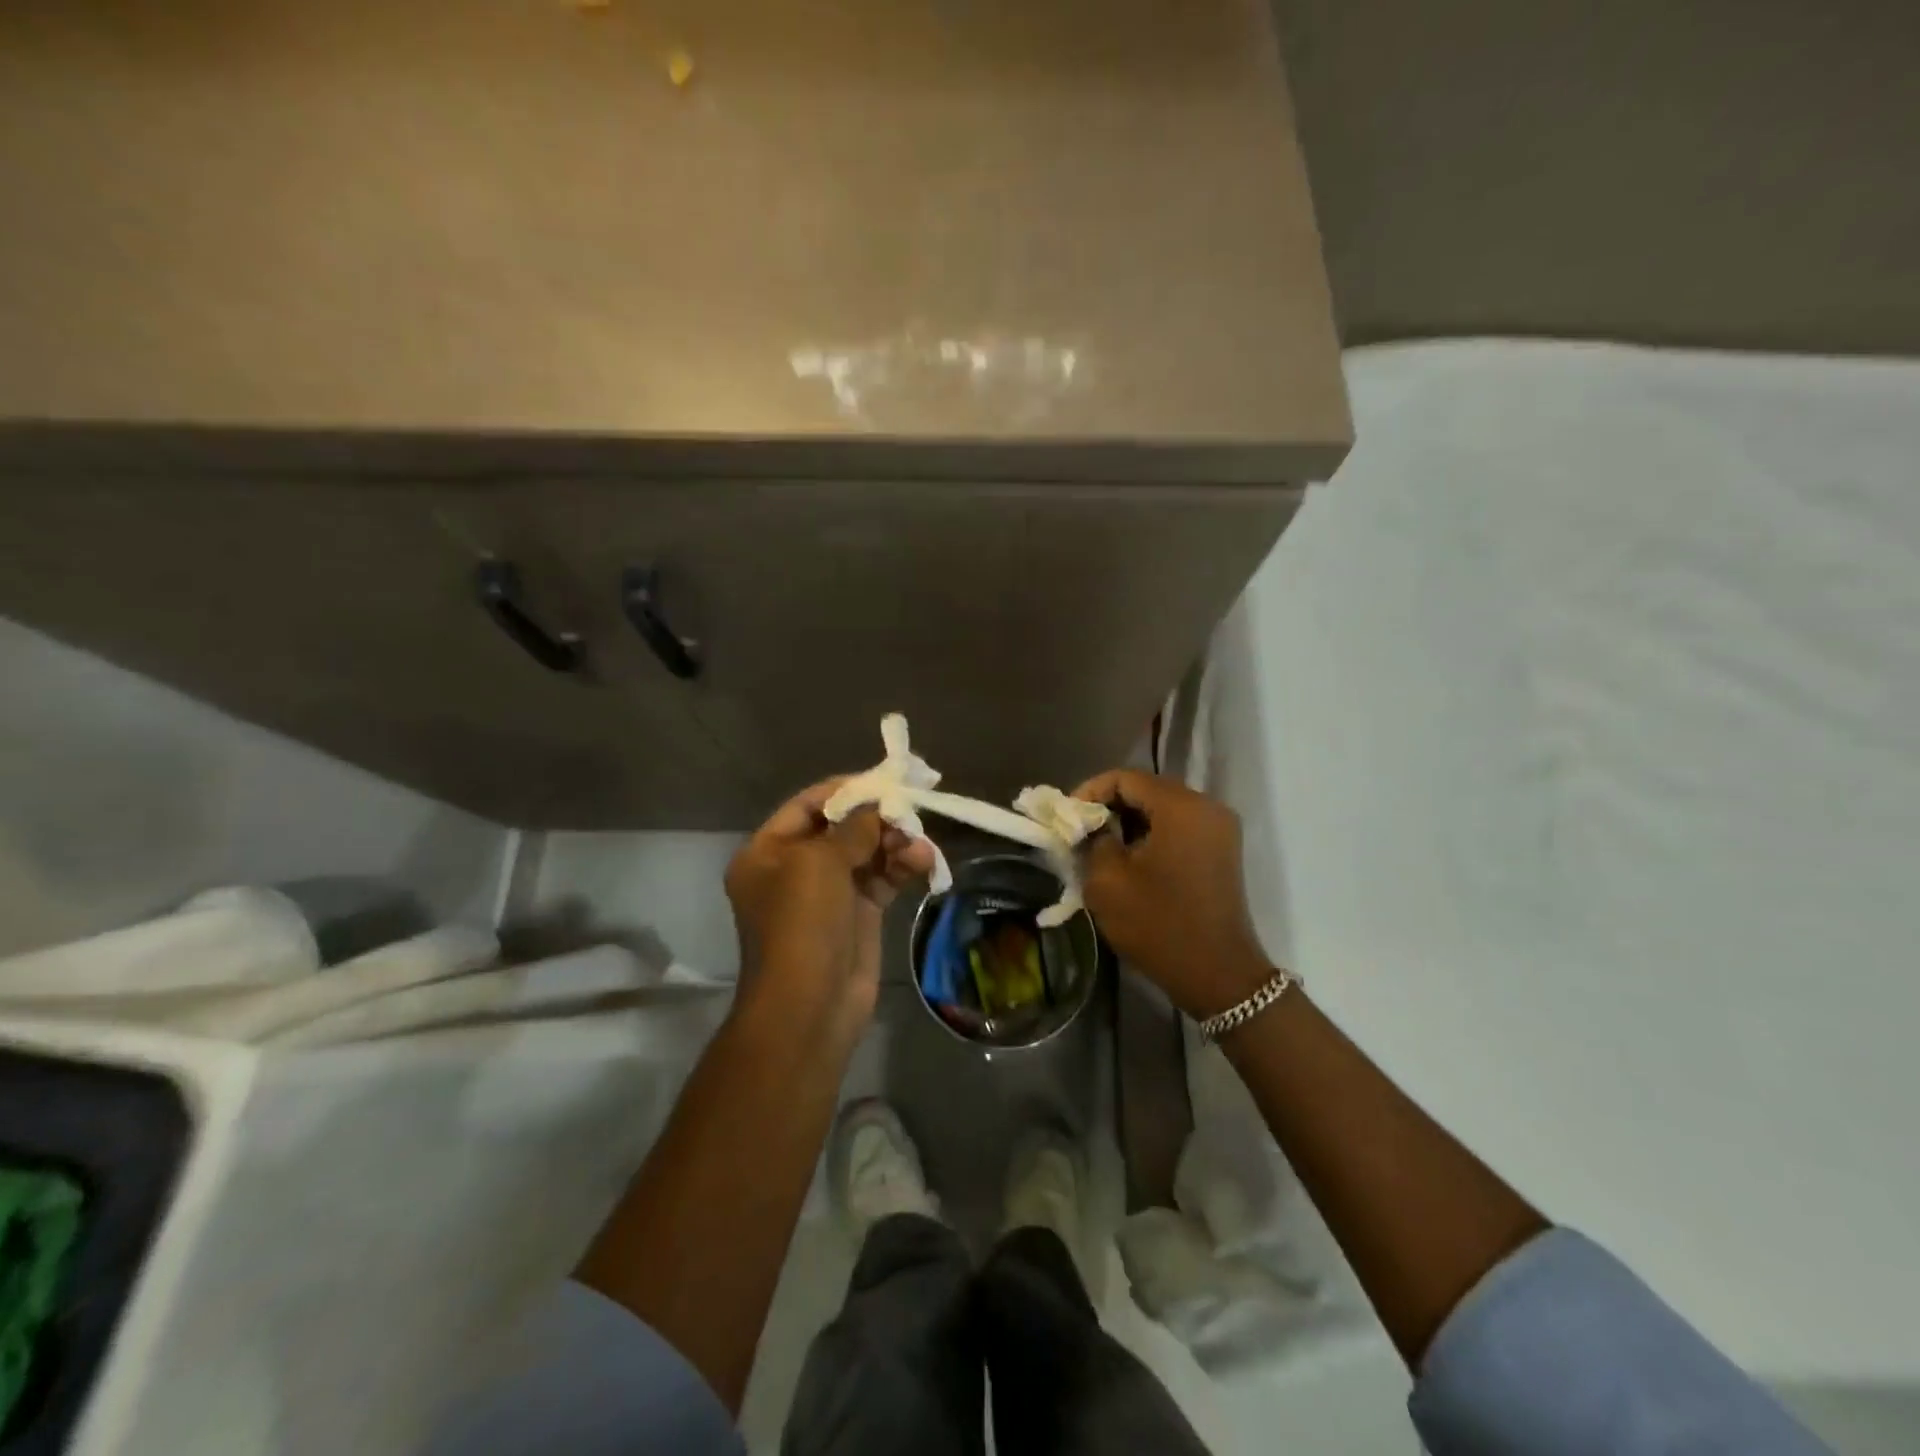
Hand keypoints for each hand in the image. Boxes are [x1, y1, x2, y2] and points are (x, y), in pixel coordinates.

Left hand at [725, 778, 935, 1032]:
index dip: (844, 789)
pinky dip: (902, 867)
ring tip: (920, 845)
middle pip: (841, 827)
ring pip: (867, 852)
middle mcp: (794, 868)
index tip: (883, 780)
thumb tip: (878, 805)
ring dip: (895, 843)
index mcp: (767, 852)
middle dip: (877, 818)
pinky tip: (924, 863)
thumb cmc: (802, 925)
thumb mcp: (820, 863)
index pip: (807, 805)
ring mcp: (827, 893)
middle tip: (910, 810)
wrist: (810, 1007)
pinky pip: (882, 878)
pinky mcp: (857, 914)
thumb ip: (852, 827)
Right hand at [1072, 769, 1273, 1019]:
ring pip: (1162, 809)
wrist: (1218, 976)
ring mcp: (1219, 829)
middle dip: (1108, 806)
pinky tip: (1128, 858)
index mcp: (1182, 807)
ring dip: (1129, 821)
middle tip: (1079, 831)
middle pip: (1147, 790)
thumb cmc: (1159, 925)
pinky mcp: (1221, 851)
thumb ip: (1092, 839)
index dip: (1090, 791)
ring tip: (1098, 845)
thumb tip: (1090, 825)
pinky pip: (1178, 827)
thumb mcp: (1108, 881)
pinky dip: (1150, 835)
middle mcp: (1207, 807)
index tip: (1066, 817)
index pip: (1126, 778)